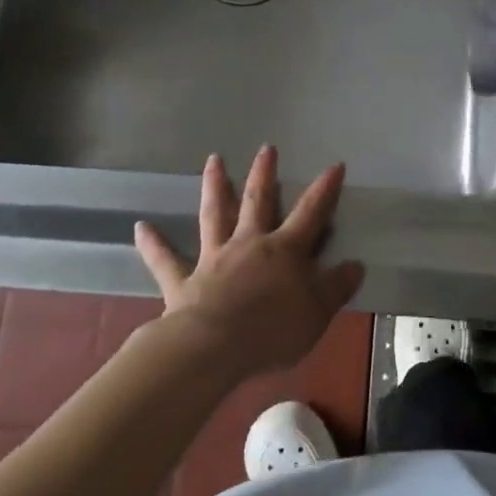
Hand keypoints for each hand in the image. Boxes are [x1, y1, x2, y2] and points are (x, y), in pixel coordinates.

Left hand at [133, 146, 365, 378]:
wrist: (215, 348)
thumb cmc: (273, 330)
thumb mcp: (318, 312)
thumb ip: (336, 287)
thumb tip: (354, 265)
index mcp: (285, 250)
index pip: (311, 213)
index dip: (325, 190)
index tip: (334, 165)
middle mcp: (249, 244)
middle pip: (258, 201)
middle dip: (264, 173)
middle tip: (266, 147)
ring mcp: (214, 259)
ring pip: (214, 215)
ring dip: (215, 187)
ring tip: (213, 160)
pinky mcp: (183, 281)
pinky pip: (165, 260)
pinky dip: (153, 243)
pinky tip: (140, 226)